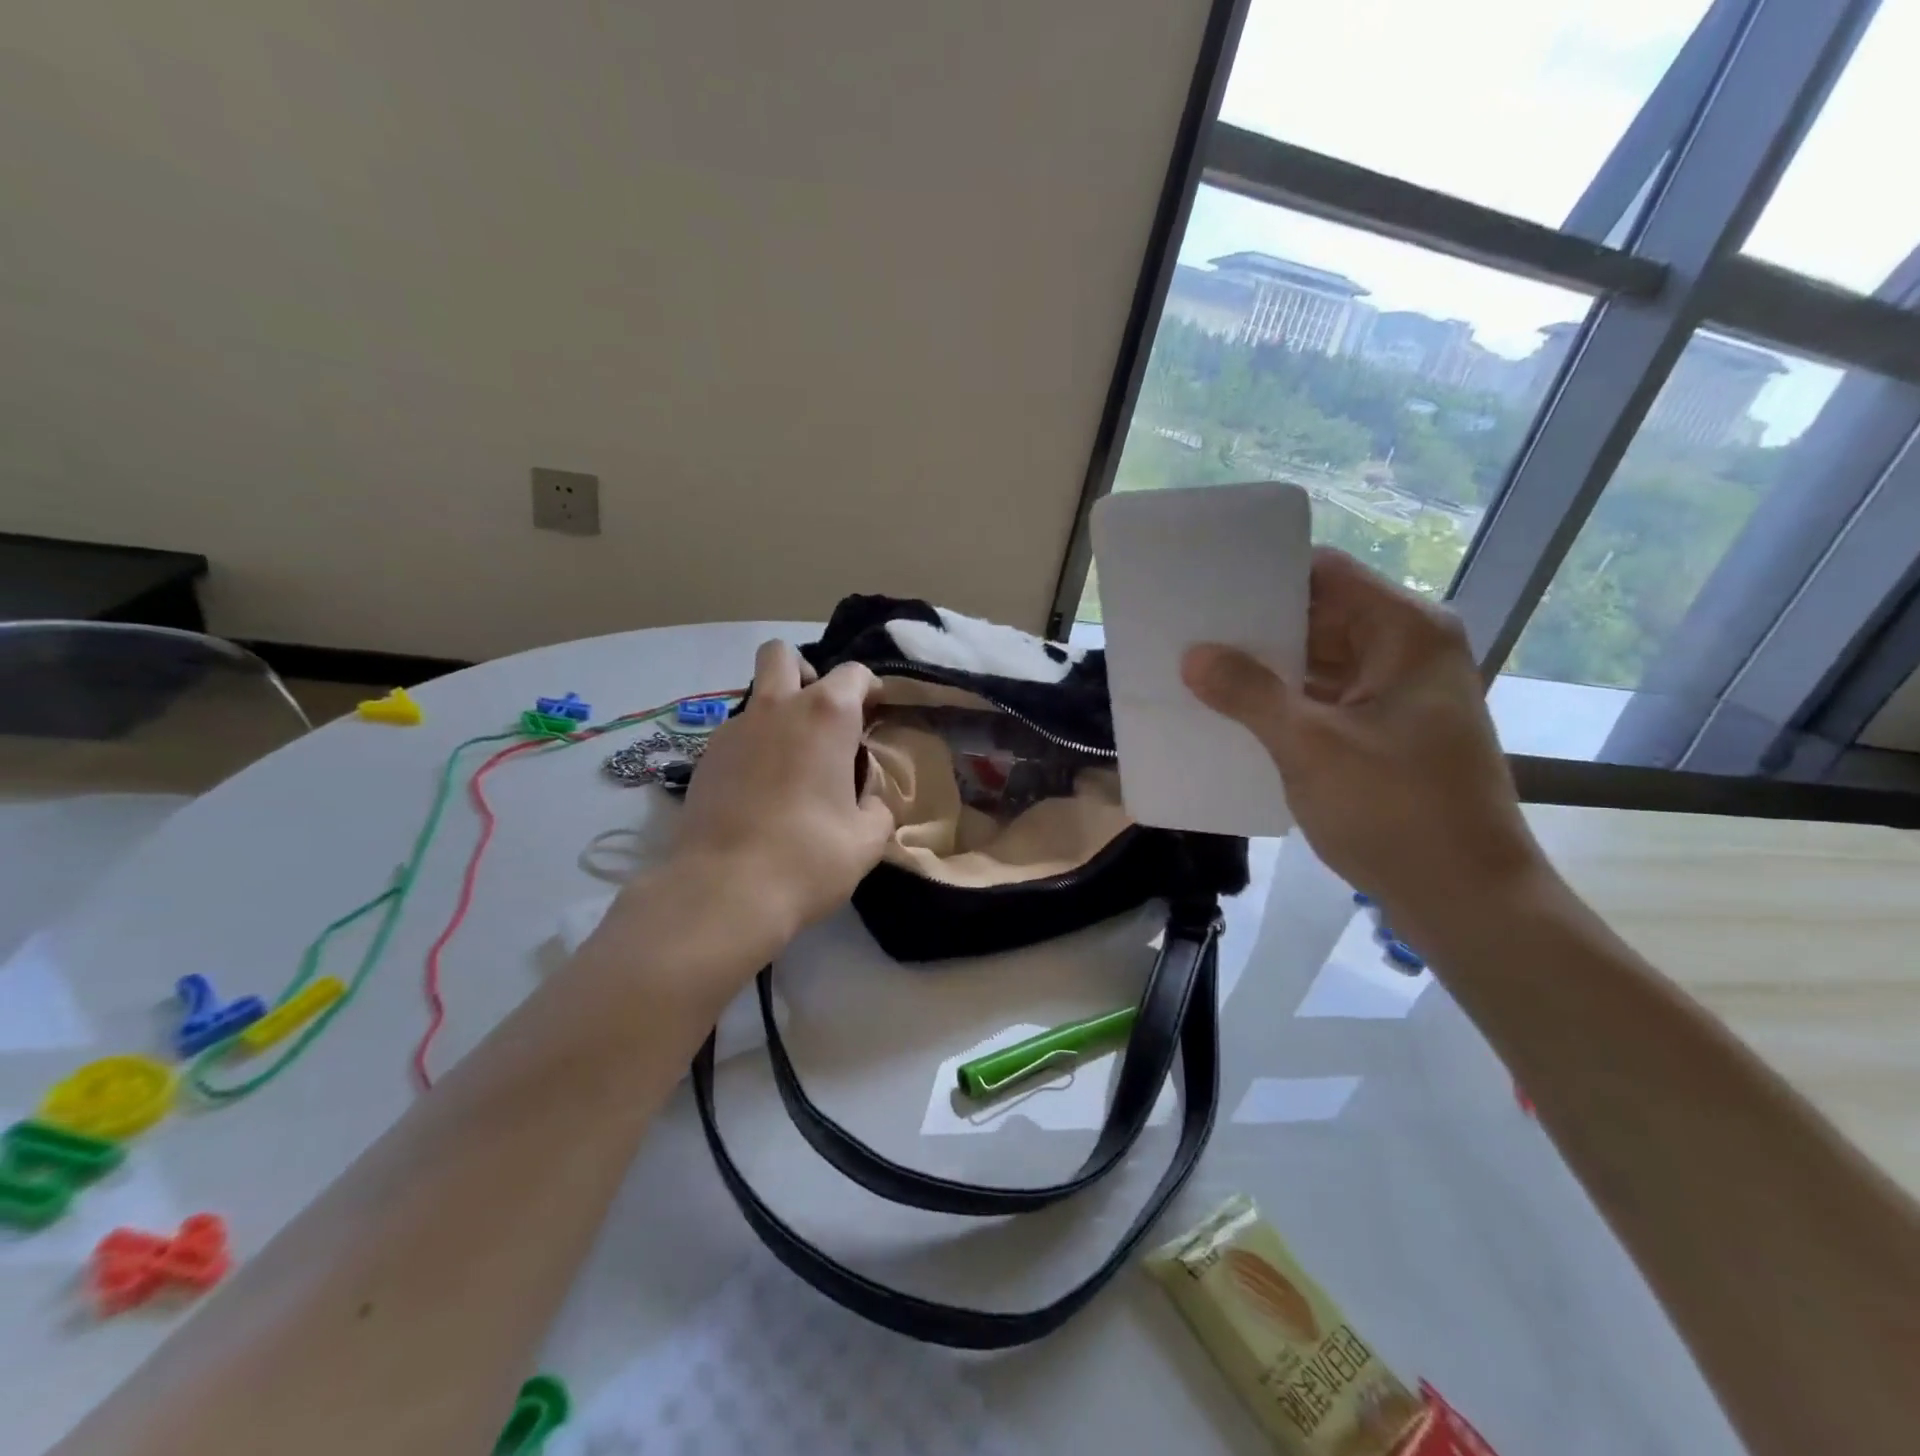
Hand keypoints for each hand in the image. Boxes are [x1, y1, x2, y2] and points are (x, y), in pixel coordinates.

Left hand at [670, 640, 895, 941]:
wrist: (724, 890)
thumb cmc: (810, 856)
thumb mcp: (868, 837)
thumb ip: (876, 805)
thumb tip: (865, 799)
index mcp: (826, 714)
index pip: (853, 673)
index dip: (870, 689)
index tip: (875, 714)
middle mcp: (776, 707)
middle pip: (783, 655)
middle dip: (806, 672)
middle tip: (822, 717)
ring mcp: (733, 729)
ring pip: (755, 695)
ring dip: (778, 712)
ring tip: (792, 763)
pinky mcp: (704, 758)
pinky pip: (736, 734)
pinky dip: (754, 746)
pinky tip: (762, 790)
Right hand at [1180, 548, 1544, 925]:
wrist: (1466, 900)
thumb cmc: (1396, 811)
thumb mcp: (1311, 747)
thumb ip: (1249, 694)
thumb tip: (1193, 655)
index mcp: (1404, 633)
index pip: (1323, 574)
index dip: (1262, 575)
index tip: (1203, 584)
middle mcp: (1405, 651)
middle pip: (1319, 614)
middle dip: (1254, 626)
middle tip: (1186, 627)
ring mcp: (1397, 694)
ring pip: (1318, 659)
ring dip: (1265, 667)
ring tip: (1195, 665)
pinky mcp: (1385, 731)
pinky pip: (1323, 698)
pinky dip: (1282, 701)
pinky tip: (1231, 710)